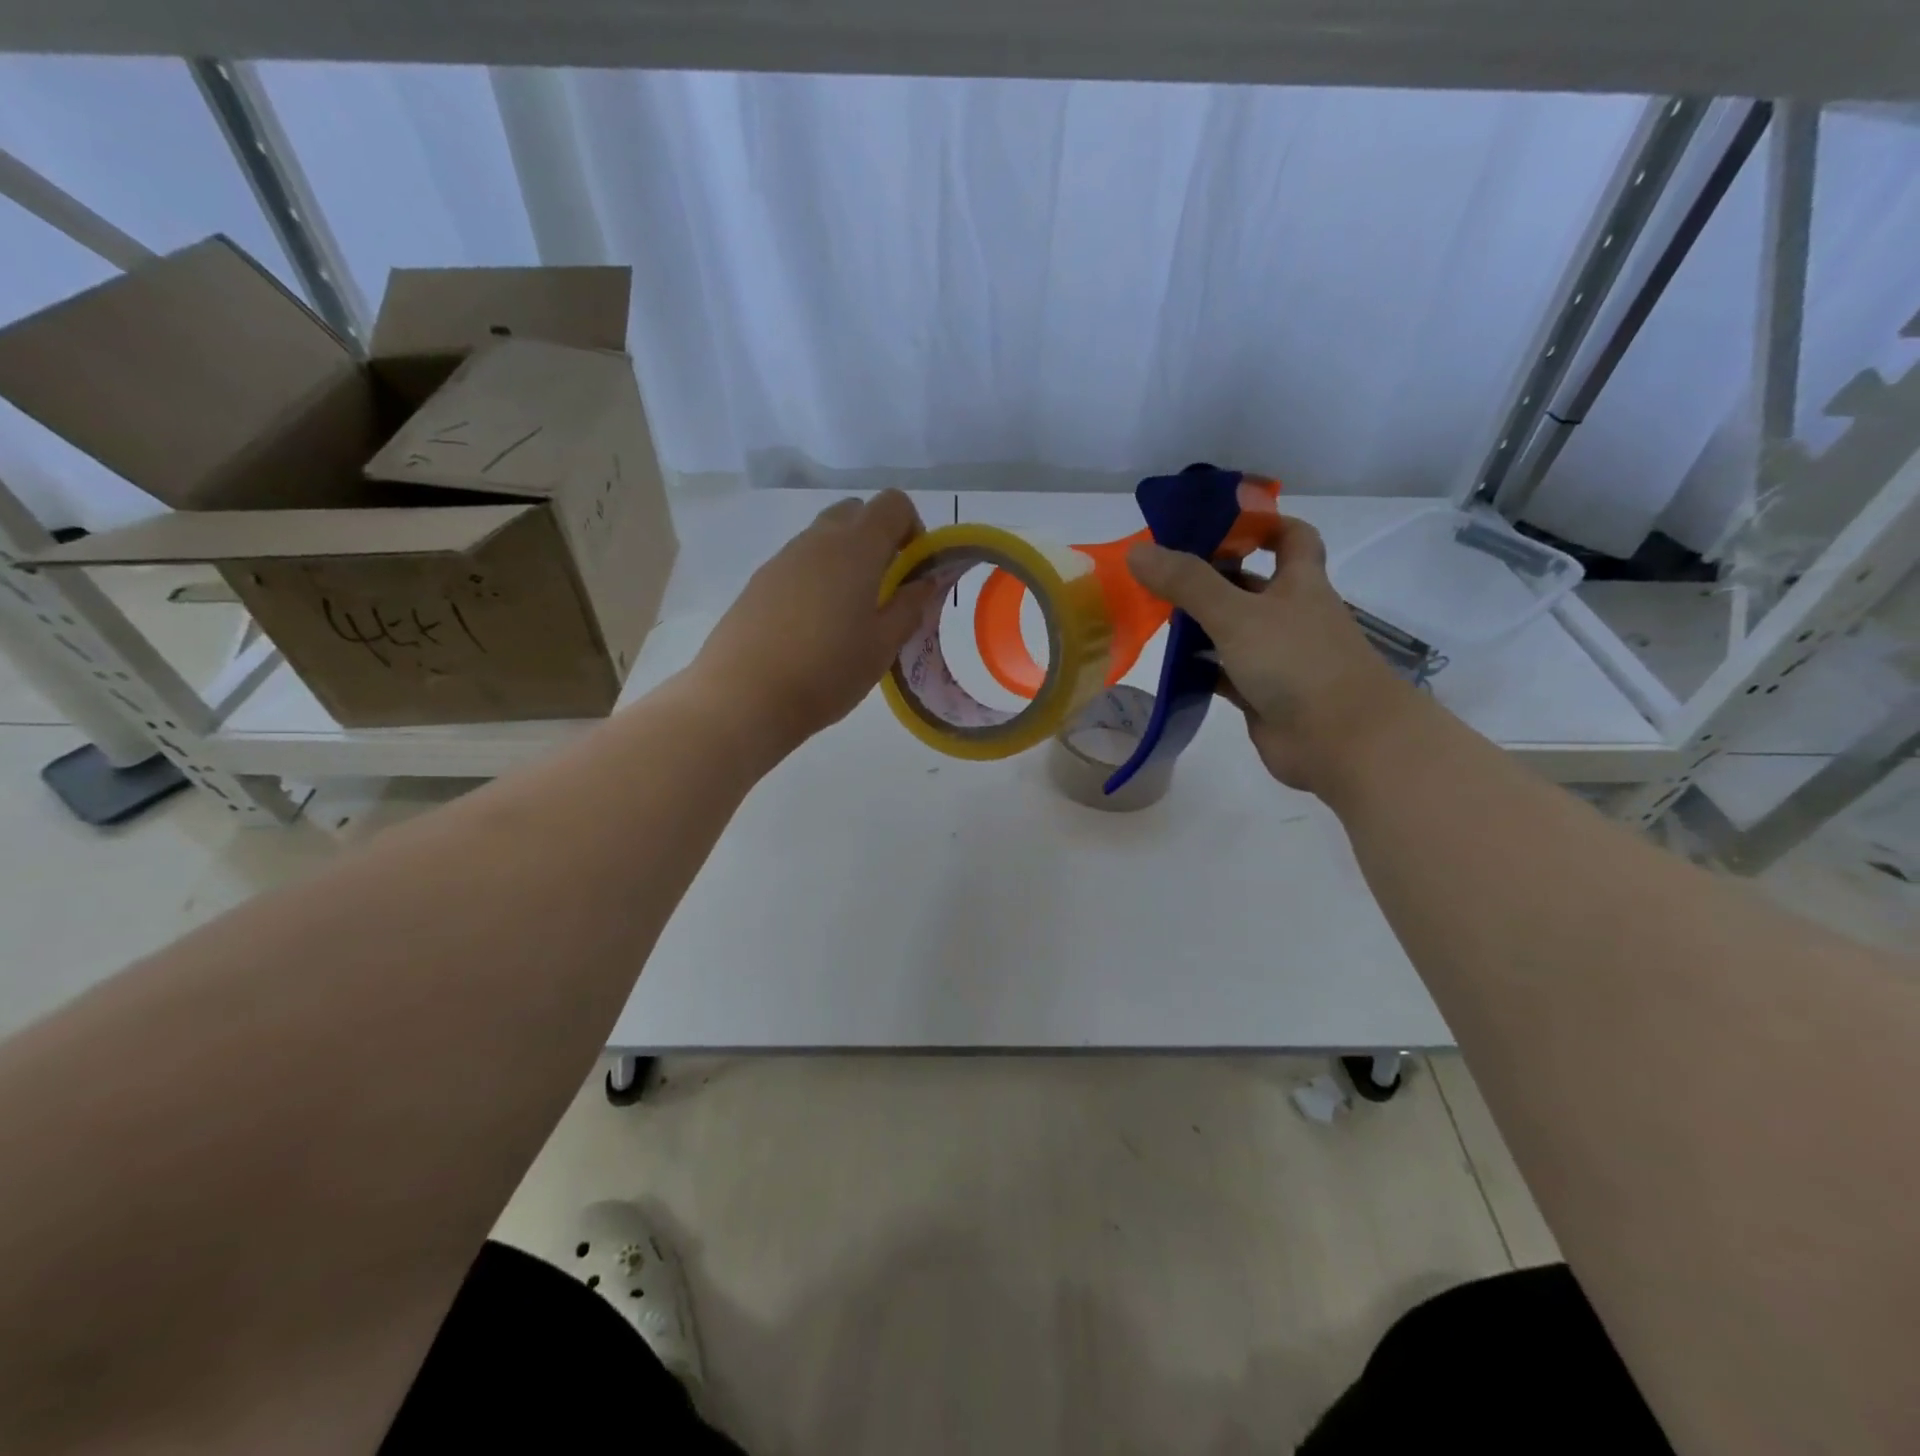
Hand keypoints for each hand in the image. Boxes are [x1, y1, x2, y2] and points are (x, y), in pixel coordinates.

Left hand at [689, 491, 940, 763]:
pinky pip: (798, 564)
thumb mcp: (882, 646)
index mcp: (855, 548)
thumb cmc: (827, 671)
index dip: (912, 527)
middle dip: (877, 538)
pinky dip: (816, 579)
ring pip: (823, 538)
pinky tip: (813, 627)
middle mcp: (817, 541)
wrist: (744, 697)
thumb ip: (909, 607)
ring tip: (849, 613)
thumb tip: (926, 582)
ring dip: (845, 559)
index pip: (892, 504)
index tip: (914, 568)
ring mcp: (782, 559)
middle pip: (855, 512)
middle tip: (885, 587)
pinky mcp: (758, 583)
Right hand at [1126, 513, 1418, 795]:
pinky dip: (1200, 667)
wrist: (1340, 740)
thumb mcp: (1237, 614)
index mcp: (1299, 583)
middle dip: (1211, 575)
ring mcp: (1277, 657)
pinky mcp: (1262, 694)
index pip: (1290, 536)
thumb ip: (1188, 583)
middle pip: (1250, 584)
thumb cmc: (1297, 662)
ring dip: (1200, 623)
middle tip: (1161, 571)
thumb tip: (1137, 551)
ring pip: (1234, 630)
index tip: (1216, 522)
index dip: (1260, 522)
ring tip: (1153, 614)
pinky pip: (1224, 672)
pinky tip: (1168, 664)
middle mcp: (1290, 615)